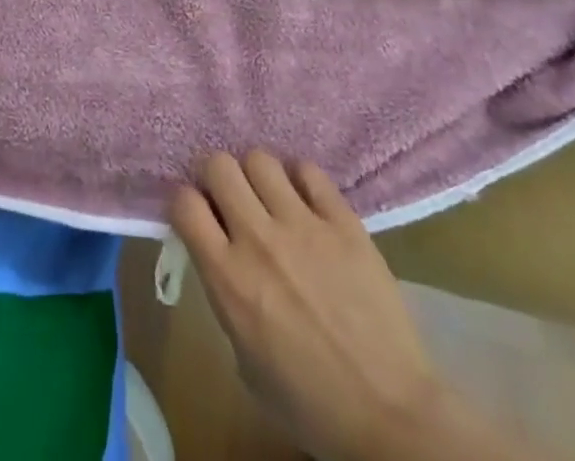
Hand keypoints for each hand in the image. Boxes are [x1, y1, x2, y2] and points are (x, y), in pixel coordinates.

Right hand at [170, 152, 439, 460]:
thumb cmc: (310, 403)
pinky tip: (306, 201)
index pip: (184, 203)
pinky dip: (300, 179)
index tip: (198, 215)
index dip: (186, 203)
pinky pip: (308, 170)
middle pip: (219, 165)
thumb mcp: (245, 360)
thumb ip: (225, 295)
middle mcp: (259, 239)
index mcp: (228, 279)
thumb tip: (220, 256)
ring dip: (258, 176)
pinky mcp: (342, 220)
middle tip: (230, 199)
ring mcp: (303, 224)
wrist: (389, 414)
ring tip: (270, 198)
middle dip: (217, 178)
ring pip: (261, 159)